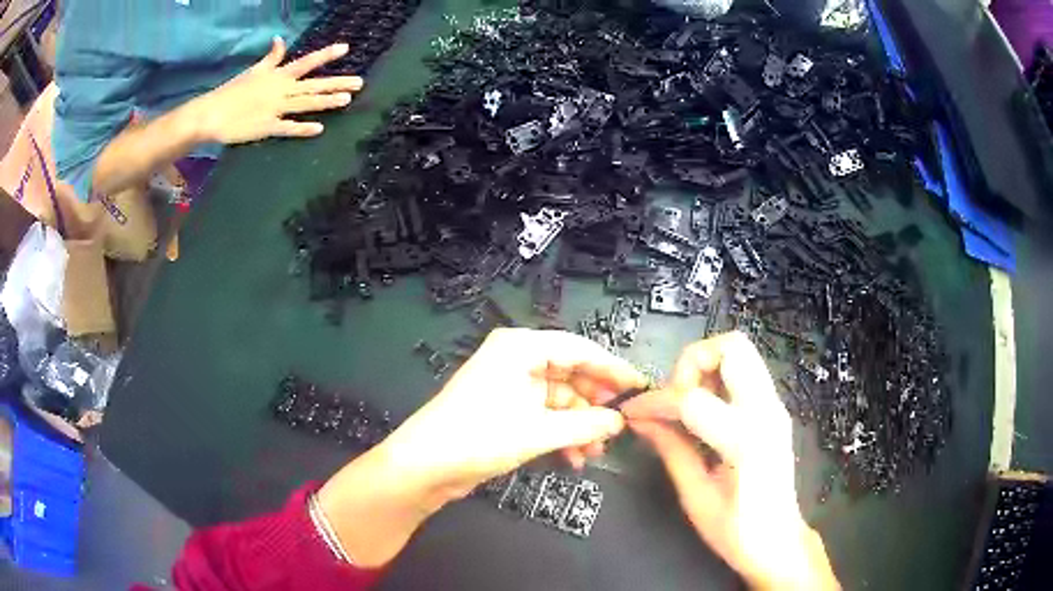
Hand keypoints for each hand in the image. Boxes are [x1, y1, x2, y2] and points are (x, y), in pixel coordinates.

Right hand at [191, 37, 362, 143]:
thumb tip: (279, 39)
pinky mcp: (266, 128)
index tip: (346, 48)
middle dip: (336, 83)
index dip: (325, 55)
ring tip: (347, 100)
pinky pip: (287, 128)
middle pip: (312, 85)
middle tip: (359, 82)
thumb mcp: (253, 70)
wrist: (211, 114)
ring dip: (326, 102)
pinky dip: (302, 129)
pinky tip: (319, 129)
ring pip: (305, 104)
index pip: (305, 62)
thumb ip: (271, 58)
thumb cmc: (232, 92)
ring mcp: (275, 109)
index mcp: (277, 75)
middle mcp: (280, 90)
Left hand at [383, 328, 646, 499]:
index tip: (639, 386)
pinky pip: (544, 415)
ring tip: (597, 450)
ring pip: (559, 399)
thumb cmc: (480, 436)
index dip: (612, 369)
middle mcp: (516, 360)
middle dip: (594, 403)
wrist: (425, 465)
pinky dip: (561, 434)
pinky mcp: (504, 409)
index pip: (579, 349)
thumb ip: (585, 425)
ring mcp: (509, 385)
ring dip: (579, 425)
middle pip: (570, 374)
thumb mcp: (538, 431)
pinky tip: (574, 457)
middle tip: (619, 425)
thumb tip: (619, 422)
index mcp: (521, 348)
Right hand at [622, 332, 838, 589]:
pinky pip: (744, 374)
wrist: (778, 542)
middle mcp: (766, 412)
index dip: (655, 402)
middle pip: (732, 347)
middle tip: (673, 399)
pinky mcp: (773, 410)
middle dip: (692, 363)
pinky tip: (702, 414)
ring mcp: (775, 407)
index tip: (633, 412)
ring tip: (685, 407)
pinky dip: (717, 380)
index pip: (692, 399)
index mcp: (746, 440)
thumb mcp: (695, 497)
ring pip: (740, 353)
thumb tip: (641, 420)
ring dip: (705, 368)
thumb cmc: (736, 532)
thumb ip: (671, 450)